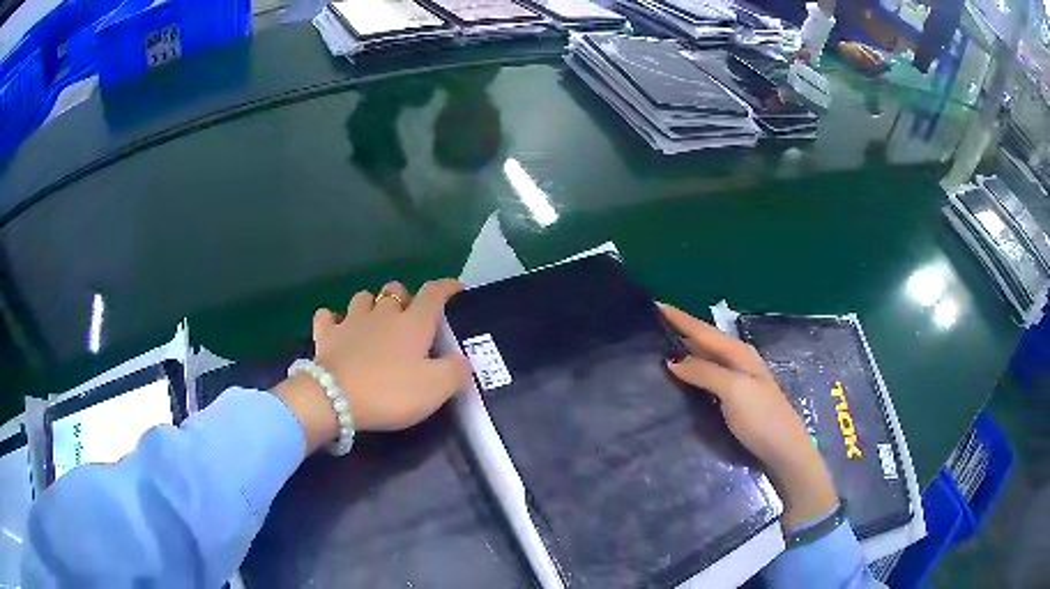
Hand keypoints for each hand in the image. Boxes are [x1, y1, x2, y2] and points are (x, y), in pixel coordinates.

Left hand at [275, 279, 470, 451]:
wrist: (335, 399)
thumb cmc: (390, 392)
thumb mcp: (436, 388)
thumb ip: (456, 371)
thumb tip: (462, 359)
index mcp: (413, 323)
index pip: (433, 294)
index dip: (446, 287)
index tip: (456, 286)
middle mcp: (382, 314)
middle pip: (395, 290)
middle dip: (404, 297)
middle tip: (409, 317)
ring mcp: (351, 322)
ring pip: (362, 298)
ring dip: (371, 304)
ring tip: (375, 320)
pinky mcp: (326, 335)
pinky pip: (327, 317)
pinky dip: (333, 319)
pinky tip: (337, 327)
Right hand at [659, 303, 838, 530]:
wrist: (784, 450)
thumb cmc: (761, 417)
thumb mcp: (734, 390)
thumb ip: (705, 372)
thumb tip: (673, 359)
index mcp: (739, 353)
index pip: (703, 330)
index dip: (680, 318)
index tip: (654, 304)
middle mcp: (739, 360)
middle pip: (705, 340)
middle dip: (681, 329)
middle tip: (652, 324)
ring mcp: (739, 379)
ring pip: (707, 356)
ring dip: (686, 348)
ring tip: (660, 345)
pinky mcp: (736, 397)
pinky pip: (709, 374)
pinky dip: (693, 369)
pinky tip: (681, 375)